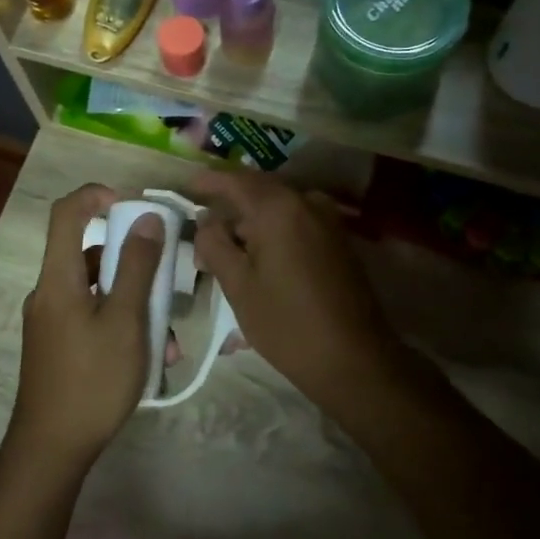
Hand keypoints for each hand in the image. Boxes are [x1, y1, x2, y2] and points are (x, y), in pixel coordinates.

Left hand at [4, 185, 163, 475]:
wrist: (51, 449)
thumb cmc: (92, 381)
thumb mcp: (126, 322)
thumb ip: (138, 268)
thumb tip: (147, 218)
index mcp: (58, 278)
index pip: (66, 213)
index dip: (97, 195)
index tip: (133, 206)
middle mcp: (49, 292)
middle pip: (89, 255)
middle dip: (133, 264)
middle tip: (167, 280)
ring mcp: (51, 321)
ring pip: (97, 292)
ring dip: (135, 304)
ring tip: (169, 340)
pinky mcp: (57, 346)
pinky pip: (92, 319)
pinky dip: (122, 326)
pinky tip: (153, 359)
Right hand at [191, 172, 399, 406]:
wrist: (353, 359)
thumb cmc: (286, 323)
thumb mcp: (238, 285)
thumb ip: (214, 244)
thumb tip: (206, 220)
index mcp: (278, 208)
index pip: (234, 180)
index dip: (208, 181)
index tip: (186, 186)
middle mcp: (306, 202)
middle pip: (259, 188)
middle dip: (229, 202)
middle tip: (202, 222)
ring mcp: (327, 219)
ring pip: (279, 205)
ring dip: (251, 217)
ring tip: (227, 243)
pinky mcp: (338, 238)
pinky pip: (297, 219)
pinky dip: (273, 227)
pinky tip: (258, 251)